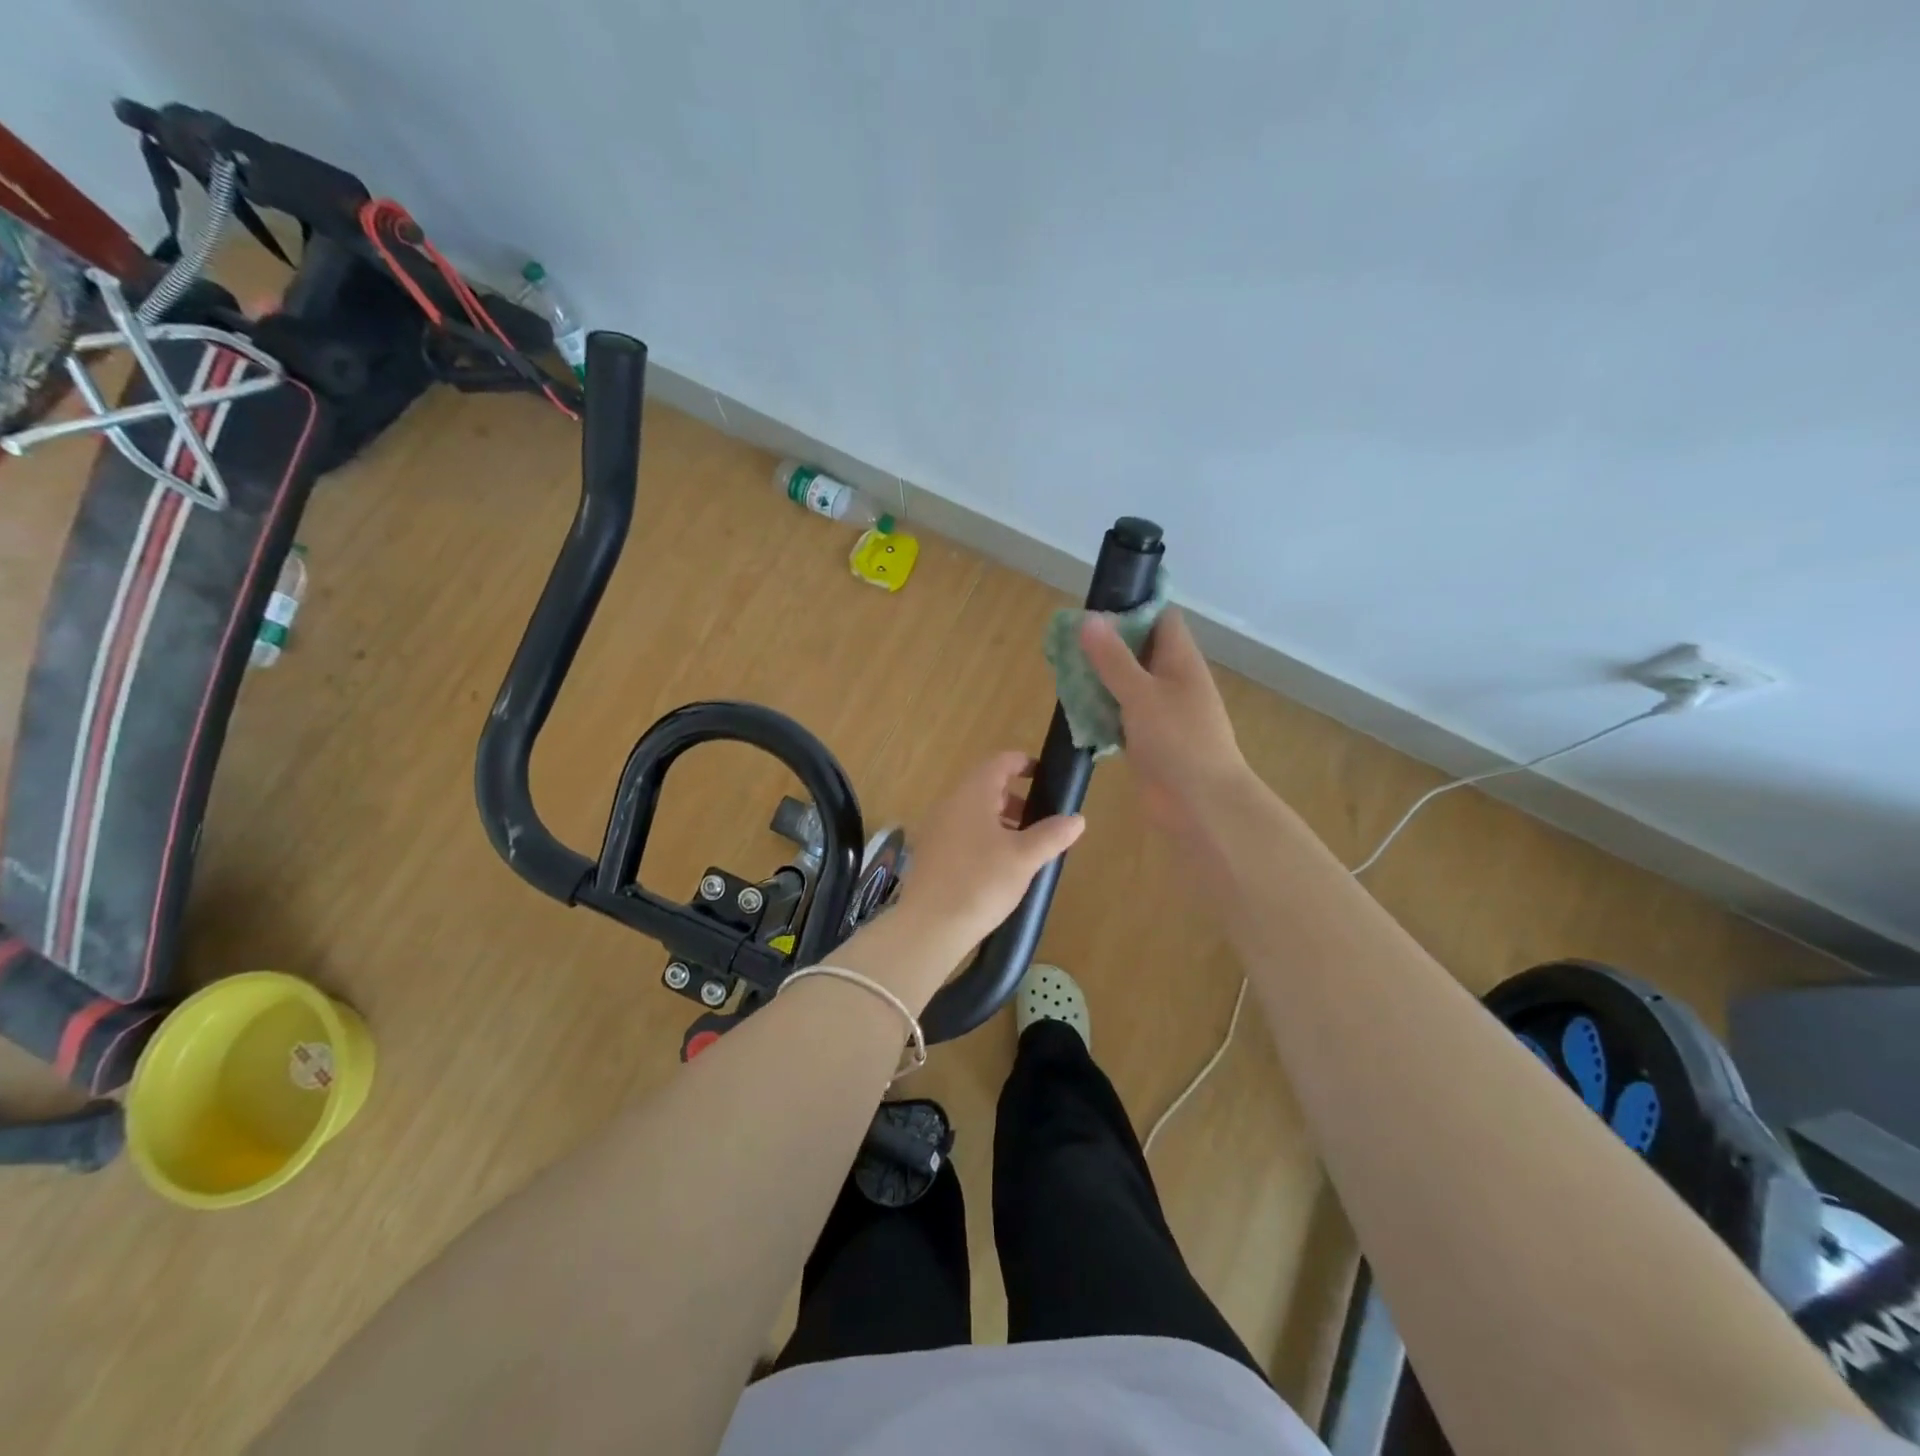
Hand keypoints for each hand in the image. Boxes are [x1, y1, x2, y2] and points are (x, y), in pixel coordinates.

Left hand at [893, 751, 1085, 952]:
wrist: (929, 926)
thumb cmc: (980, 882)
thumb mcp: (1024, 858)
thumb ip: (1052, 834)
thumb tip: (1076, 819)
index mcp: (972, 793)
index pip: (999, 762)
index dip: (1024, 763)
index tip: (1045, 776)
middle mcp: (950, 803)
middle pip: (986, 786)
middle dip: (1015, 797)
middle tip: (1041, 819)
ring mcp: (936, 828)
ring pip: (974, 811)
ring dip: (1000, 820)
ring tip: (1024, 846)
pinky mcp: (930, 853)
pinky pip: (962, 832)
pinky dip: (984, 837)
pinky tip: (998, 866)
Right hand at [1080, 609, 1248, 837]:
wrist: (1201, 804)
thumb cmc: (1178, 741)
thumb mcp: (1141, 694)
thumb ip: (1113, 659)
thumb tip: (1089, 619)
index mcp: (1180, 661)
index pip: (1161, 618)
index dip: (1133, 607)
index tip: (1095, 607)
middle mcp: (1172, 681)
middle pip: (1139, 651)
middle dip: (1106, 645)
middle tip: (1067, 641)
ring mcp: (1161, 712)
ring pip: (1126, 684)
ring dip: (1099, 679)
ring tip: (1062, 671)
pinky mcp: (1147, 740)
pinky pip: (1120, 716)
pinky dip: (1100, 711)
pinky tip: (1073, 710)